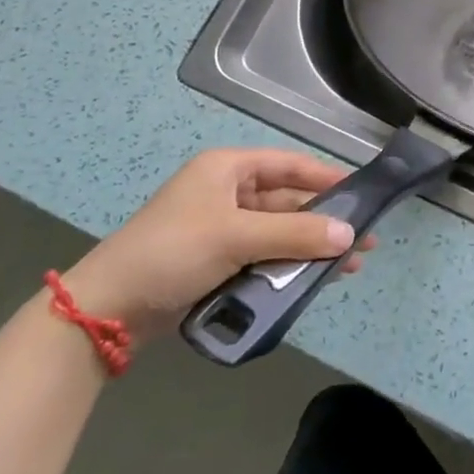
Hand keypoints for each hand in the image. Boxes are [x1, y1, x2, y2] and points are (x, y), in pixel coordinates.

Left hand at [58, 148, 371, 346]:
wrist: (109, 309)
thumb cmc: (173, 252)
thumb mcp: (236, 237)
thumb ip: (295, 235)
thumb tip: (350, 234)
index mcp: (228, 169)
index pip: (289, 164)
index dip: (327, 178)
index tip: (363, 194)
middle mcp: (228, 192)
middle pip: (288, 202)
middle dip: (324, 222)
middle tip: (364, 241)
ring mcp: (222, 229)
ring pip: (278, 234)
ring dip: (310, 249)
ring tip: (349, 268)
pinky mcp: (218, 262)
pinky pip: (264, 258)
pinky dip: (288, 268)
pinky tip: (314, 282)